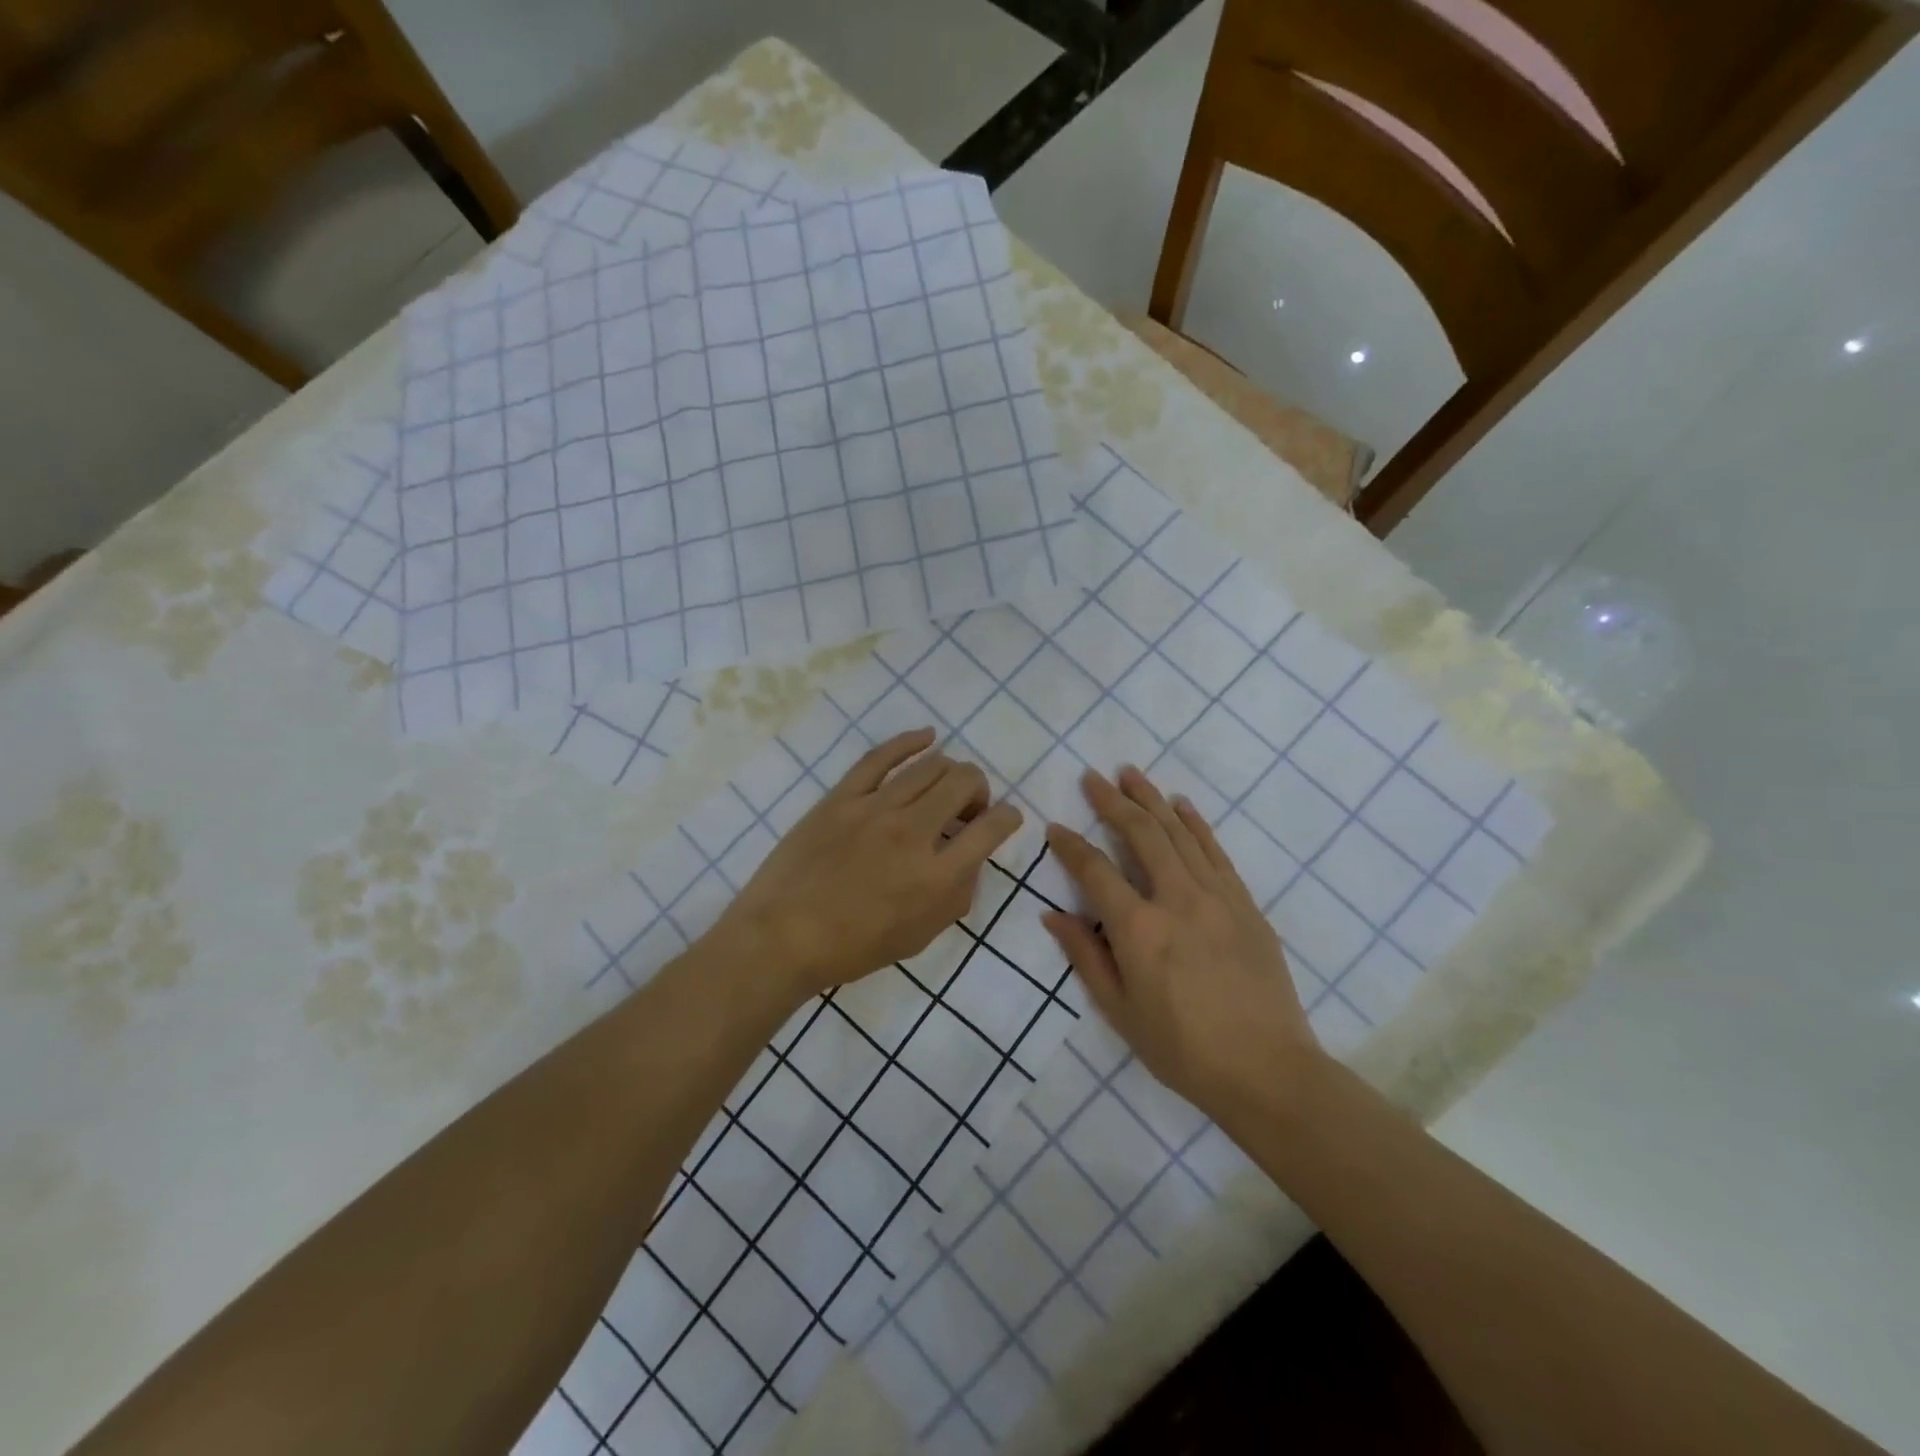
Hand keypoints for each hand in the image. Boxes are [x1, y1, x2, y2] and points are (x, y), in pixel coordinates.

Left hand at [713, 728, 1022, 1004]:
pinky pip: (881, 757)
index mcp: (937, 876)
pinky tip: (927, 737)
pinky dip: (910, 741)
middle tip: (967, 810)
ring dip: (950, 771)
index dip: (1008, 818)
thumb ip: (957, 894)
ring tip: (944, 786)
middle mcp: (913, 833)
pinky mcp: (842, 797)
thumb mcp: (922, 935)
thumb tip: (970, 858)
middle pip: (964, 782)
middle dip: (979, 790)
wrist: (784, 937)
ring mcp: (875, 809)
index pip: (992, 828)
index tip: (1004, 819)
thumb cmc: (854, 947)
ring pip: (930, 765)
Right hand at [1043, 766, 1321, 1121]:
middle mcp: (1176, 899)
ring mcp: (1216, 896)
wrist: (1268, 1070)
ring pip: (1179, 833)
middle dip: (1113, 802)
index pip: (1095, 871)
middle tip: (1093, 777)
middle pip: (1141, 834)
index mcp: (1139, 929)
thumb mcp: (1120, 1011)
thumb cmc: (1183, 1049)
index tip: (1055, 827)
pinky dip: (1196, 824)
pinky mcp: (1245, 904)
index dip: (1071, 846)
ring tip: (1131, 775)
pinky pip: (1215, 851)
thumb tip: (1053, 914)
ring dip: (1153, 800)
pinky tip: (1182, 806)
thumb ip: (1085, 956)